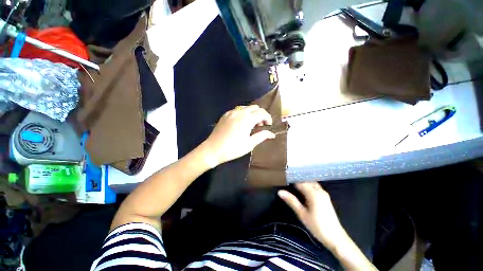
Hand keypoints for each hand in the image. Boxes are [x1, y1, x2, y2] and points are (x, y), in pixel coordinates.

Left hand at [202, 105, 275, 166]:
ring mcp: (231, 112)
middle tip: (260, 125)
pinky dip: (244, 113)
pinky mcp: (225, 115)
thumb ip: (262, 136)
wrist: (212, 150)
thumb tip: (272, 134)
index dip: (268, 118)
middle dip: (261, 114)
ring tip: (252, 124)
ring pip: (246, 107)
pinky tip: (242, 123)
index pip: (262, 113)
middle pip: (255, 107)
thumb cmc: (233, 149)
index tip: (269, 125)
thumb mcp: (249, 144)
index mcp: (246, 119)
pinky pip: (238, 110)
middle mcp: (239, 112)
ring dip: (252, 113)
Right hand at [278, 182, 347, 250]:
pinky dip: (308, 186)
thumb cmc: (317, 226)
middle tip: (286, 180)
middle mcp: (319, 190)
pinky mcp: (325, 197)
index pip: (300, 182)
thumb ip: (291, 201)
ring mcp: (324, 193)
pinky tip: (302, 189)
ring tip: (293, 184)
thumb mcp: (302, 214)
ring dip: (303, 182)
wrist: (335, 237)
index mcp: (313, 193)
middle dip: (297, 180)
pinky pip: (315, 187)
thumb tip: (280, 191)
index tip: (283, 178)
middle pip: (306, 180)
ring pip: (311, 183)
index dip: (291, 180)